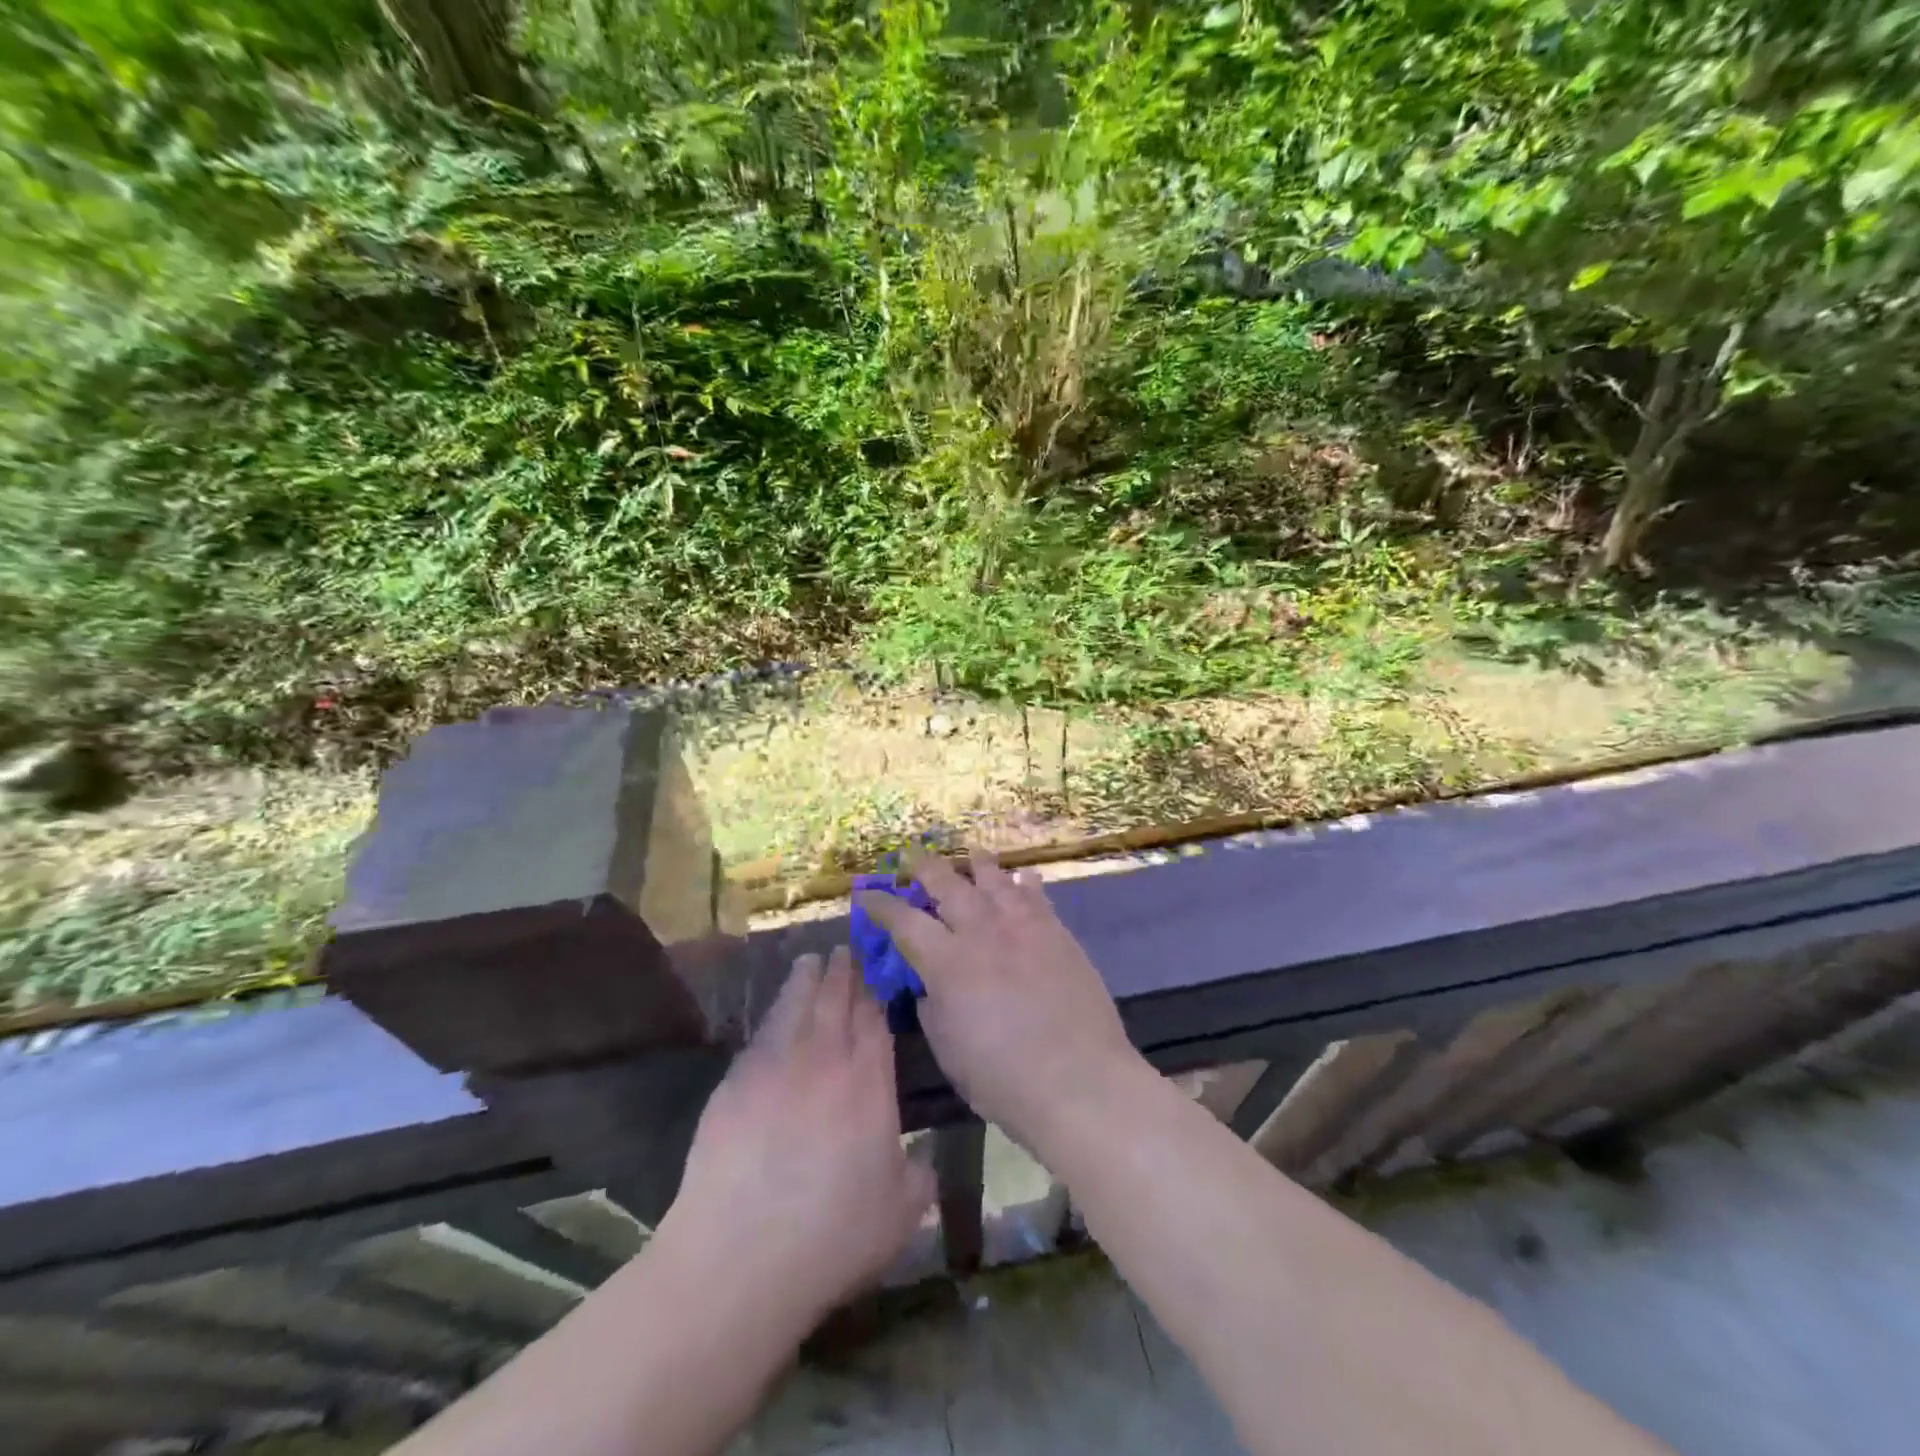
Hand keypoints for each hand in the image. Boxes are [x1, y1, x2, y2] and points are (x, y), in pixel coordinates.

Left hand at [657, 946, 933, 1330]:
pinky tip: (776, 1013)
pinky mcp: (735, 1082)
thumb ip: (919, 1175)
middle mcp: (825, 1060)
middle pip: (836, 1000)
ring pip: (796, 1004)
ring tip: (811, 960)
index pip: (874, 1019)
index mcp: (868, 1083)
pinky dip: (773, 1013)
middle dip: (843, 971)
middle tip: (845, 949)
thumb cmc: (832, 1237)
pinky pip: (761, 1033)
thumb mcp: (901, 1214)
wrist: (740, 1257)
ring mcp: (776, 1066)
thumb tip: (922, 1157)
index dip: (875, 990)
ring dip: (806, 978)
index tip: (875, 969)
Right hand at [855, 848, 1142, 1153]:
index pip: (904, 921)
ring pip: (994, 879)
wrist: (1079, 1081)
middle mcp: (982, 931)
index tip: (867, 894)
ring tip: (970, 853)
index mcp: (947, 962)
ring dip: (977, 863)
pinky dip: (1024, 882)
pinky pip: (1036, 895)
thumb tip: (931, 984)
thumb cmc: (1002, 1078)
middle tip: (911, 856)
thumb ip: (932, 1006)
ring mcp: (1023, 927)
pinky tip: (1022, 876)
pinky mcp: (1057, 933)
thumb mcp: (948, 1047)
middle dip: (924, 866)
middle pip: (947, 884)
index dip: (881, 905)